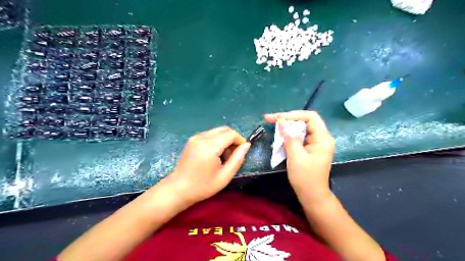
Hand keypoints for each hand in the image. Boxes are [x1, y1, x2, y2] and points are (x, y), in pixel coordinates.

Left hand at [168, 125, 250, 203]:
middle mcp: (202, 137)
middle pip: (224, 129)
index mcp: (210, 146)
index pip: (231, 134)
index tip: (242, 151)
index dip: (240, 140)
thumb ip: (238, 159)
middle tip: (234, 154)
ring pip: (217, 131)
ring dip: (225, 139)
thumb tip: (247, 145)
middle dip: (233, 139)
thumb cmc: (202, 186)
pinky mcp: (192, 139)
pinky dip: (217, 140)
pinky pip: (210, 134)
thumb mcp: (225, 176)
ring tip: (224, 156)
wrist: (178, 189)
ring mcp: (195, 137)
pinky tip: (215, 154)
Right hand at [265, 110, 333, 201]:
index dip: (293, 115)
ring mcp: (316, 143)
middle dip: (287, 119)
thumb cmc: (305, 178)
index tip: (278, 118)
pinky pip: (299, 136)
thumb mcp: (295, 157)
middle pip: (305, 121)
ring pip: (300, 128)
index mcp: (322, 139)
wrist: (312, 195)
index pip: (310, 117)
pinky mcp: (310, 148)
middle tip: (270, 119)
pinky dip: (288, 135)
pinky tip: (279, 136)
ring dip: (286, 127)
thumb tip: (281, 121)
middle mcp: (321, 138)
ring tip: (272, 125)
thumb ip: (289, 137)